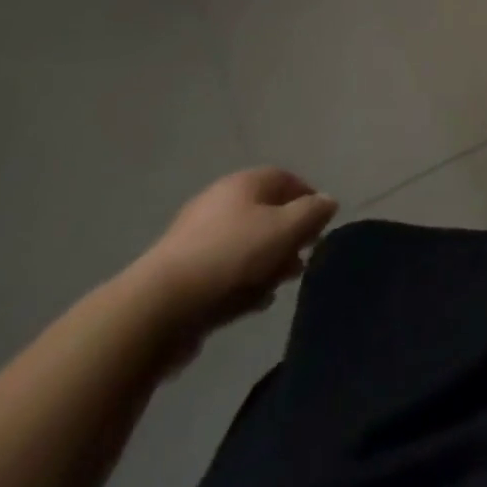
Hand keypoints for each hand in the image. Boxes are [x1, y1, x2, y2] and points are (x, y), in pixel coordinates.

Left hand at [132, 168, 337, 346]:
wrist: (158, 308)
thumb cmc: (231, 256)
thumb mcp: (285, 229)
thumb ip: (313, 213)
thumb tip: (328, 202)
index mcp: (243, 183)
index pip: (286, 179)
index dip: (309, 198)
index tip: (322, 226)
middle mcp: (219, 202)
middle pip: (265, 213)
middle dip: (288, 236)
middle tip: (302, 260)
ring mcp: (196, 239)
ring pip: (245, 245)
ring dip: (267, 263)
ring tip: (279, 286)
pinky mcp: (182, 274)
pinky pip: (224, 271)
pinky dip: (242, 282)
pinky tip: (252, 304)